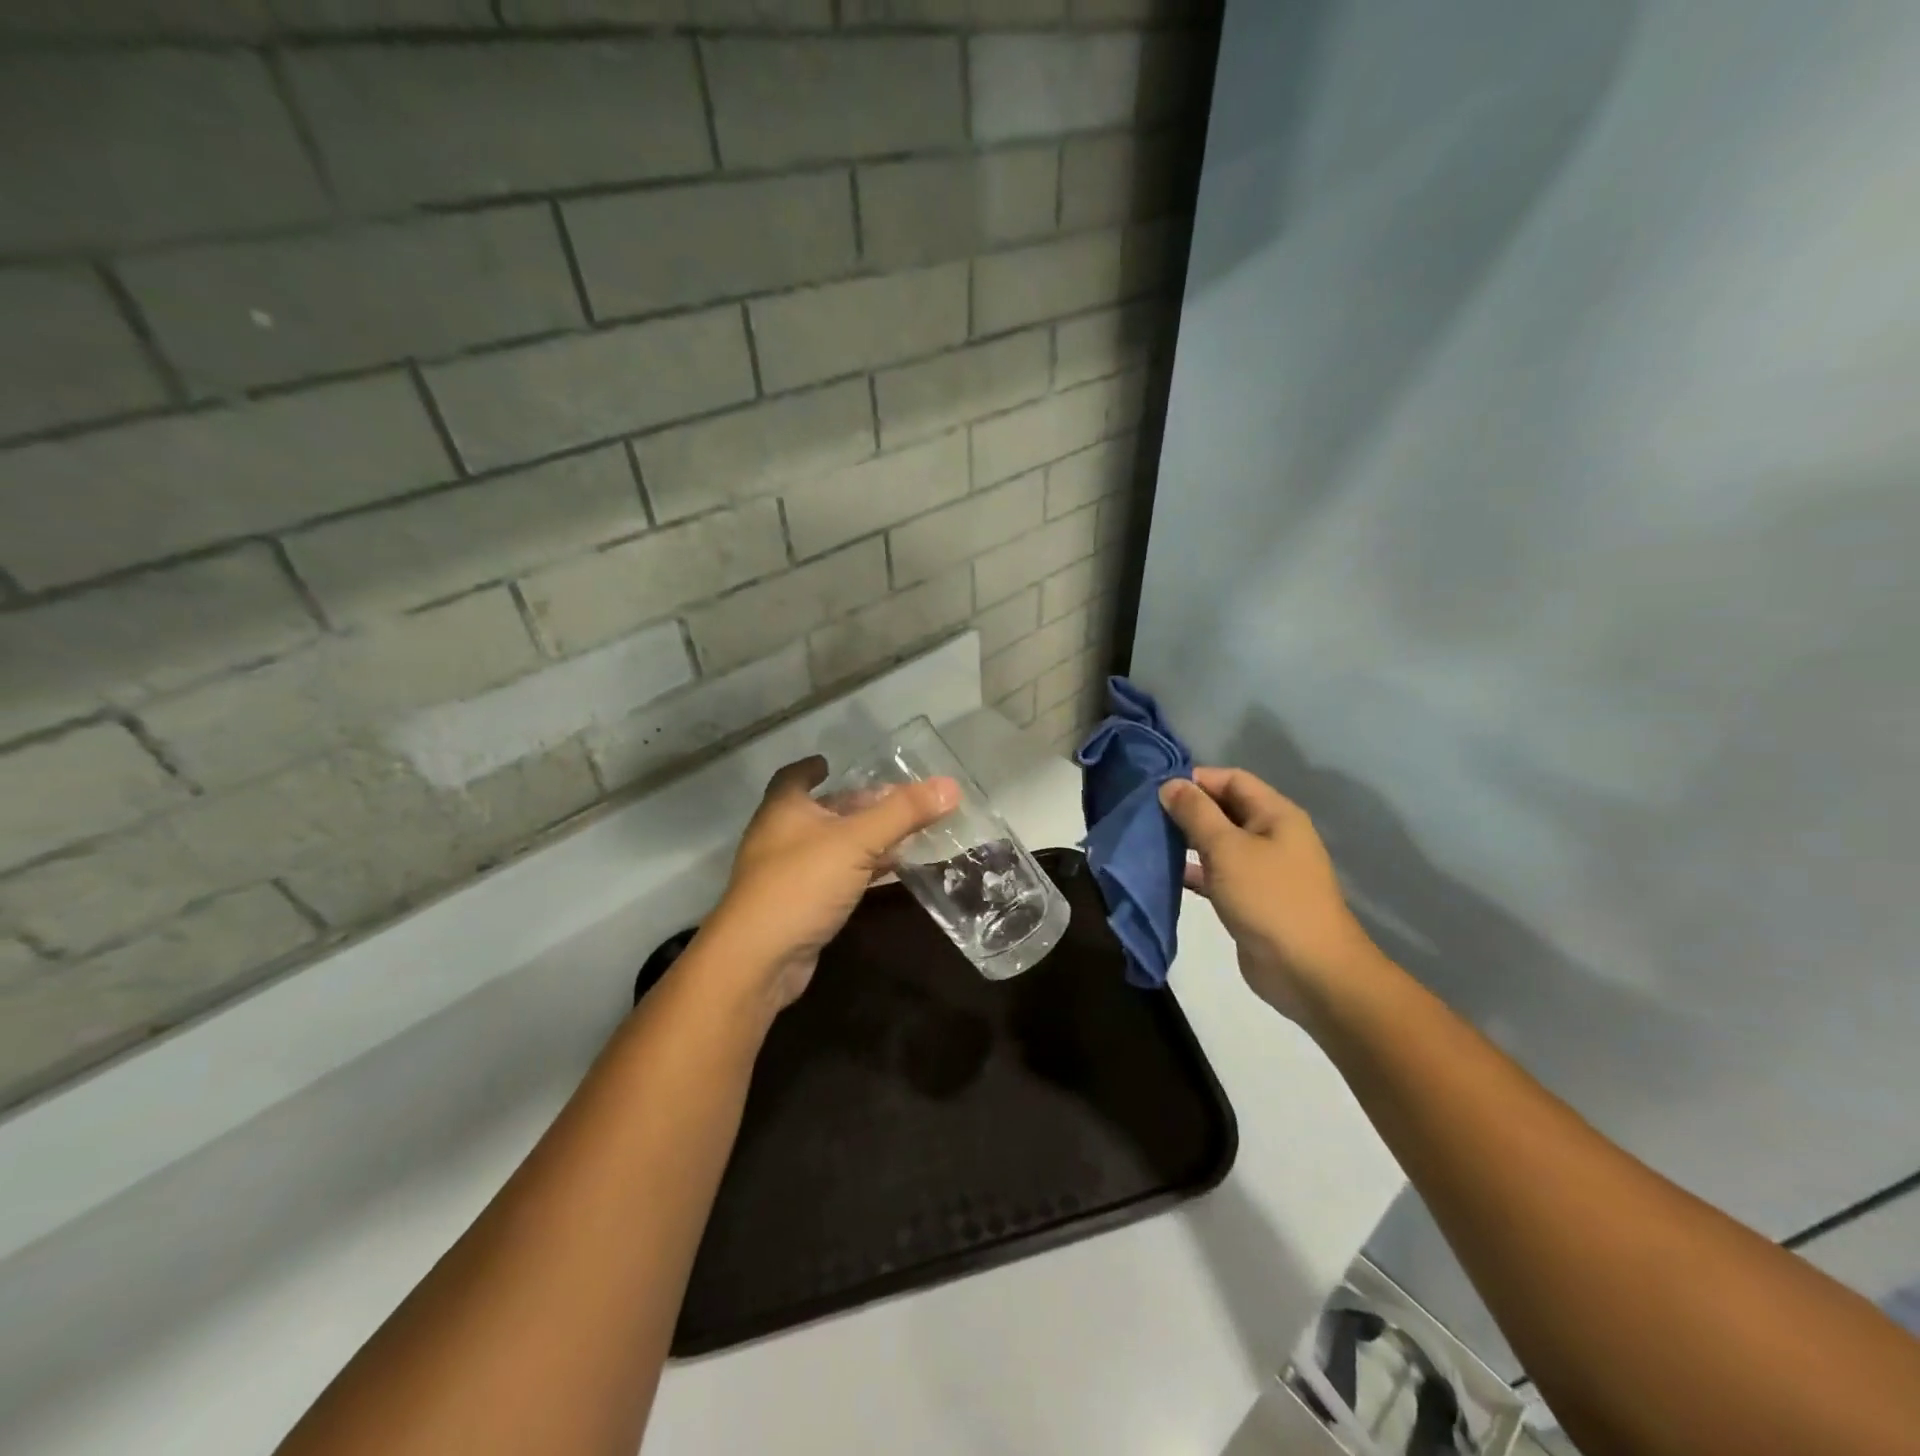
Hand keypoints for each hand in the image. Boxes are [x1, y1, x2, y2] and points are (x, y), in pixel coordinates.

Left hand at [700, 756, 958, 1011]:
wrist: (759, 960)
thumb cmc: (801, 884)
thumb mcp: (857, 841)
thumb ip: (903, 813)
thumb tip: (951, 786)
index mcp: (785, 809)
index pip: (794, 777)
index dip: (812, 768)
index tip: (830, 762)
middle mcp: (782, 836)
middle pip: (822, 811)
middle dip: (856, 804)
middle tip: (894, 800)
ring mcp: (789, 874)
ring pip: (832, 847)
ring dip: (863, 839)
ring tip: (903, 832)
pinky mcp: (800, 906)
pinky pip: (837, 877)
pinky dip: (862, 870)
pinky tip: (889, 872)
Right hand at [1158, 767, 1384, 1022]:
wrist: (1308, 971)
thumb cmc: (1269, 898)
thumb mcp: (1227, 848)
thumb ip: (1196, 813)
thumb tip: (1169, 784)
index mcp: (1275, 815)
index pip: (1232, 779)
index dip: (1195, 779)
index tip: (1155, 788)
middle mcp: (1271, 836)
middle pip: (1224, 809)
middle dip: (1187, 810)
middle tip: (1145, 814)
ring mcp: (1262, 870)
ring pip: (1218, 844)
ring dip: (1186, 841)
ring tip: (1148, 840)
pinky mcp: (1250, 900)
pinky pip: (1217, 875)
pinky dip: (1193, 872)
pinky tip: (1164, 874)